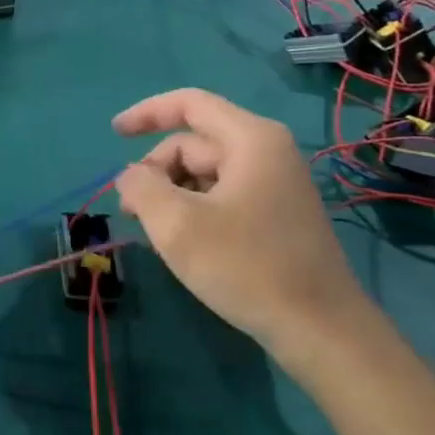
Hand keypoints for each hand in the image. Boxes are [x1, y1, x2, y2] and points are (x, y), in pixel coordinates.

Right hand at [113, 88, 367, 352]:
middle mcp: (267, 152)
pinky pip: (223, 195)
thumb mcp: (177, 225)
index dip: (146, 113)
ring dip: (173, 194)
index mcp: (250, 140)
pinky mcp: (277, 214)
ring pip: (205, 173)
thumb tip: (130, 177)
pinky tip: (185, 243)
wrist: (321, 330)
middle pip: (193, 143)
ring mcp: (275, 184)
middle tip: (131, 212)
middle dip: (157, 170)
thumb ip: (141, 188)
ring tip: (157, 233)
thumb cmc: (247, 267)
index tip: (113, 133)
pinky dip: (195, 209)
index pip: (189, 104)